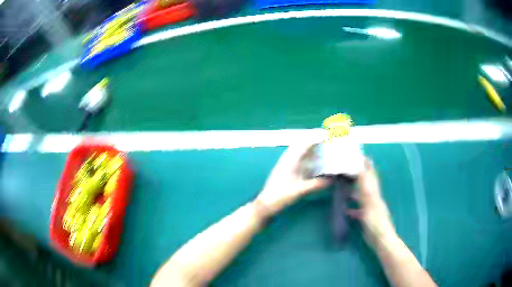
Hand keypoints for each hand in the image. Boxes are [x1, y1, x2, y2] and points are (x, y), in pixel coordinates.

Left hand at [255, 143, 331, 216]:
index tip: (328, 135)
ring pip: (299, 149)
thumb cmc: (282, 195)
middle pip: (302, 143)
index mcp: (291, 159)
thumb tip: (333, 179)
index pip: (305, 143)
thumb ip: (317, 184)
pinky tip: (312, 160)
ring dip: (309, 146)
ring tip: (322, 146)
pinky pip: (297, 156)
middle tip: (327, 139)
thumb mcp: (301, 190)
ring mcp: (285, 162)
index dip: (316, 137)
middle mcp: (287, 157)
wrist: (266, 203)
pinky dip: (306, 154)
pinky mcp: (285, 168)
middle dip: (314, 139)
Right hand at [348, 158, 395, 245]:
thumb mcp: (370, 205)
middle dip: (360, 175)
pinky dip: (353, 207)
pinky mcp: (366, 218)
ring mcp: (370, 208)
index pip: (370, 176)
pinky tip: (347, 209)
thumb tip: (361, 172)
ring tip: (345, 186)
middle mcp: (373, 199)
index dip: (366, 165)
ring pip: (362, 196)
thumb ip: (365, 190)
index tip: (359, 155)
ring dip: (355, 190)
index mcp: (374, 194)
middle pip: (366, 183)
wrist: (381, 240)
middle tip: (350, 168)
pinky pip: (358, 209)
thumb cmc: (376, 223)